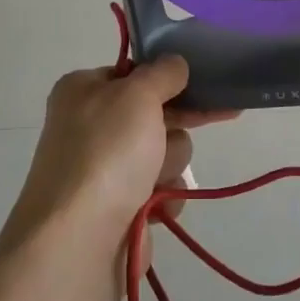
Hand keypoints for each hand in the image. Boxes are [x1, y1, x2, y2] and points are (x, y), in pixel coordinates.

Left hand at [4, 56, 235, 257]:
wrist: (79, 238)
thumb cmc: (106, 153)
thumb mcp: (137, 95)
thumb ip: (162, 73)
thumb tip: (174, 62)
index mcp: (82, 90)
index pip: (134, 73)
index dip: (167, 78)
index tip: (202, 80)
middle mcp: (90, 126)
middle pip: (155, 114)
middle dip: (174, 127)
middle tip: (219, 114)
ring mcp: (104, 169)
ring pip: (164, 153)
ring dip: (169, 165)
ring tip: (154, 181)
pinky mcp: (119, 207)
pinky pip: (161, 191)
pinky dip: (164, 197)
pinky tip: (155, 207)